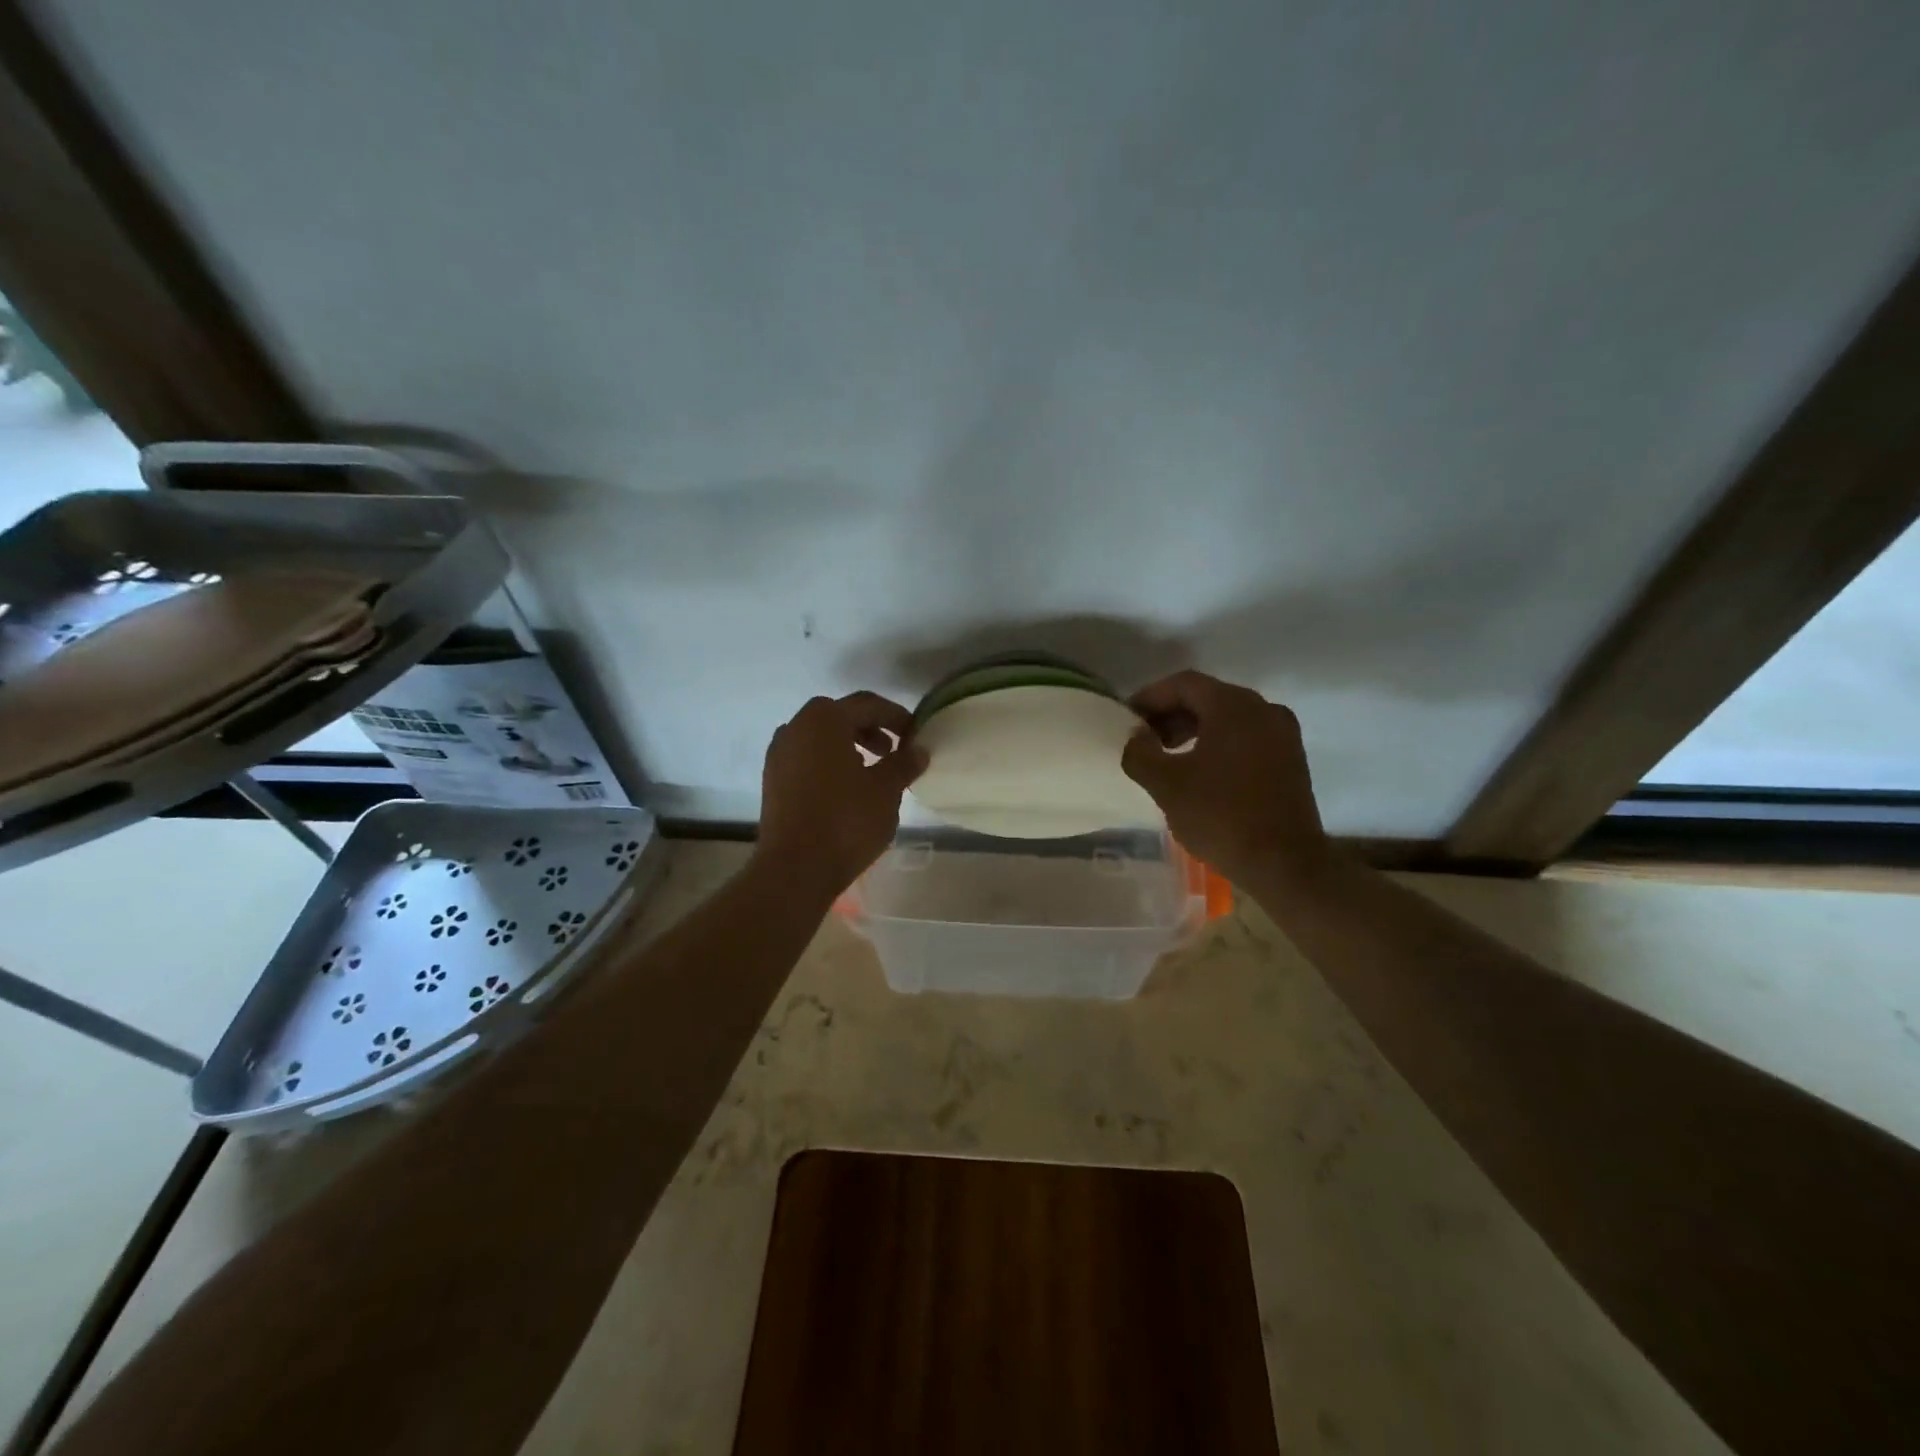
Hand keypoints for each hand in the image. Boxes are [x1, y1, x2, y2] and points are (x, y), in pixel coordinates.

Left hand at [755, 692, 925, 896]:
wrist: (795, 868)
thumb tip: (918, 750)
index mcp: (824, 719)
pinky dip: (828, 761)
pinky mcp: (772, 779)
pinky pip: (806, 757)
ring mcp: (778, 754)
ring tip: (871, 770)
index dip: (896, 717)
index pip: (868, 705)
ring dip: (848, 745)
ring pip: (820, 737)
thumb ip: (904, 763)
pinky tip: (845, 787)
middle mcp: (795, 727)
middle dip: (870, 728)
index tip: (915, 735)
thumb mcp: (886, 789)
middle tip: (893, 750)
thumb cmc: (846, 821)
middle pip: (840, 716)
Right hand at [1121, 670, 1329, 888]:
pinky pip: (1246, 738)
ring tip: (1167, 757)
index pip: (1184, 683)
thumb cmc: (1220, 816)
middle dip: (1171, 715)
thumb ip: (1140, 752)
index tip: (1127, 718)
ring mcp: (1283, 735)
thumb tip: (1136, 736)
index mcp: (1235, 706)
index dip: (1150, 697)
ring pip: (1228, 718)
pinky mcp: (1291, 760)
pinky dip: (1218, 744)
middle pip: (1208, 697)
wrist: (1284, 865)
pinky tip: (1199, 772)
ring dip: (1193, 730)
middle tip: (1144, 739)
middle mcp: (1264, 710)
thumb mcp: (1165, 784)